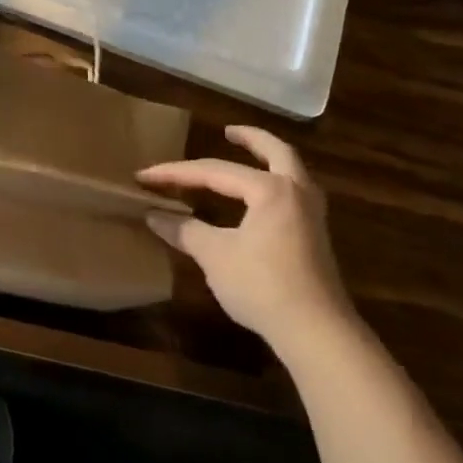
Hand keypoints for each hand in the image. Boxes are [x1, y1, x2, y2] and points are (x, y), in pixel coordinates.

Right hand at [137, 125, 348, 355]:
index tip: (145, 176)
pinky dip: (276, 183)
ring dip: (269, 159)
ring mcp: (312, 214)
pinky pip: (295, 193)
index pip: (215, 171)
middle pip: (276, 152)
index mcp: (270, 189)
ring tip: (248, 158)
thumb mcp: (215, 256)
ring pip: (292, 171)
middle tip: (227, 132)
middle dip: (251, 139)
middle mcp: (296, 191)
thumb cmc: (263, 286)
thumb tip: (154, 215)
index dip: (176, 173)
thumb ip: (185, 231)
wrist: (316, 331)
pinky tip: (261, 199)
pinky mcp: (316, 236)